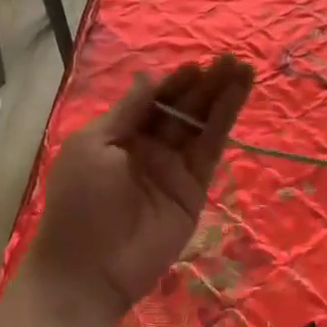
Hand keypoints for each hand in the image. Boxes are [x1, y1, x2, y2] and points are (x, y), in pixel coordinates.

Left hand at [25, 55, 254, 319]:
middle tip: (232, 59)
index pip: (152, 100)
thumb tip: (150, 77)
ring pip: (201, 124)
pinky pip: (211, 150)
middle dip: (205, 84)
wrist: (91, 267)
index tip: (197, 65)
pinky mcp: (194, 188)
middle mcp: (148, 147)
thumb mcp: (94, 146)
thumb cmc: (81, 201)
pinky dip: (225, 123)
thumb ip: (128, 111)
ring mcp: (173, 168)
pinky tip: (238, 97)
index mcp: (118, 134)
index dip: (175, 82)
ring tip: (245, 68)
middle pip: (181, 108)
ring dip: (222, 97)